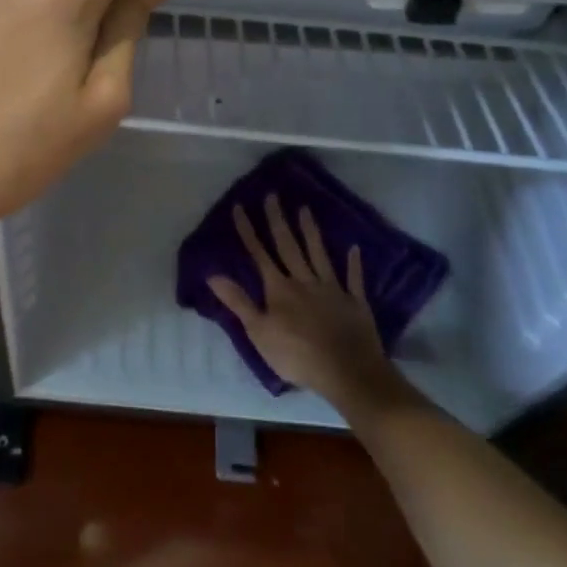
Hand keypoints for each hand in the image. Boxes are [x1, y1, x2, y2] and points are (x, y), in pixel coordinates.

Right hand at [207, 194, 415, 416]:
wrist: (347, 371)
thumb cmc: (296, 355)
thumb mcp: (258, 332)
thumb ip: (238, 301)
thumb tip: (212, 274)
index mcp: (279, 289)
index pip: (259, 254)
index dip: (248, 231)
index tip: (240, 207)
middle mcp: (304, 281)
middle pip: (288, 246)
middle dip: (278, 220)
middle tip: (273, 195)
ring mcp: (331, 289)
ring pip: (319, 254)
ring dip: (310, 231)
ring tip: (305, 208)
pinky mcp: (354, 301)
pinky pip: (353, 277)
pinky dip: (353, 262)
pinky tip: (353, 247)